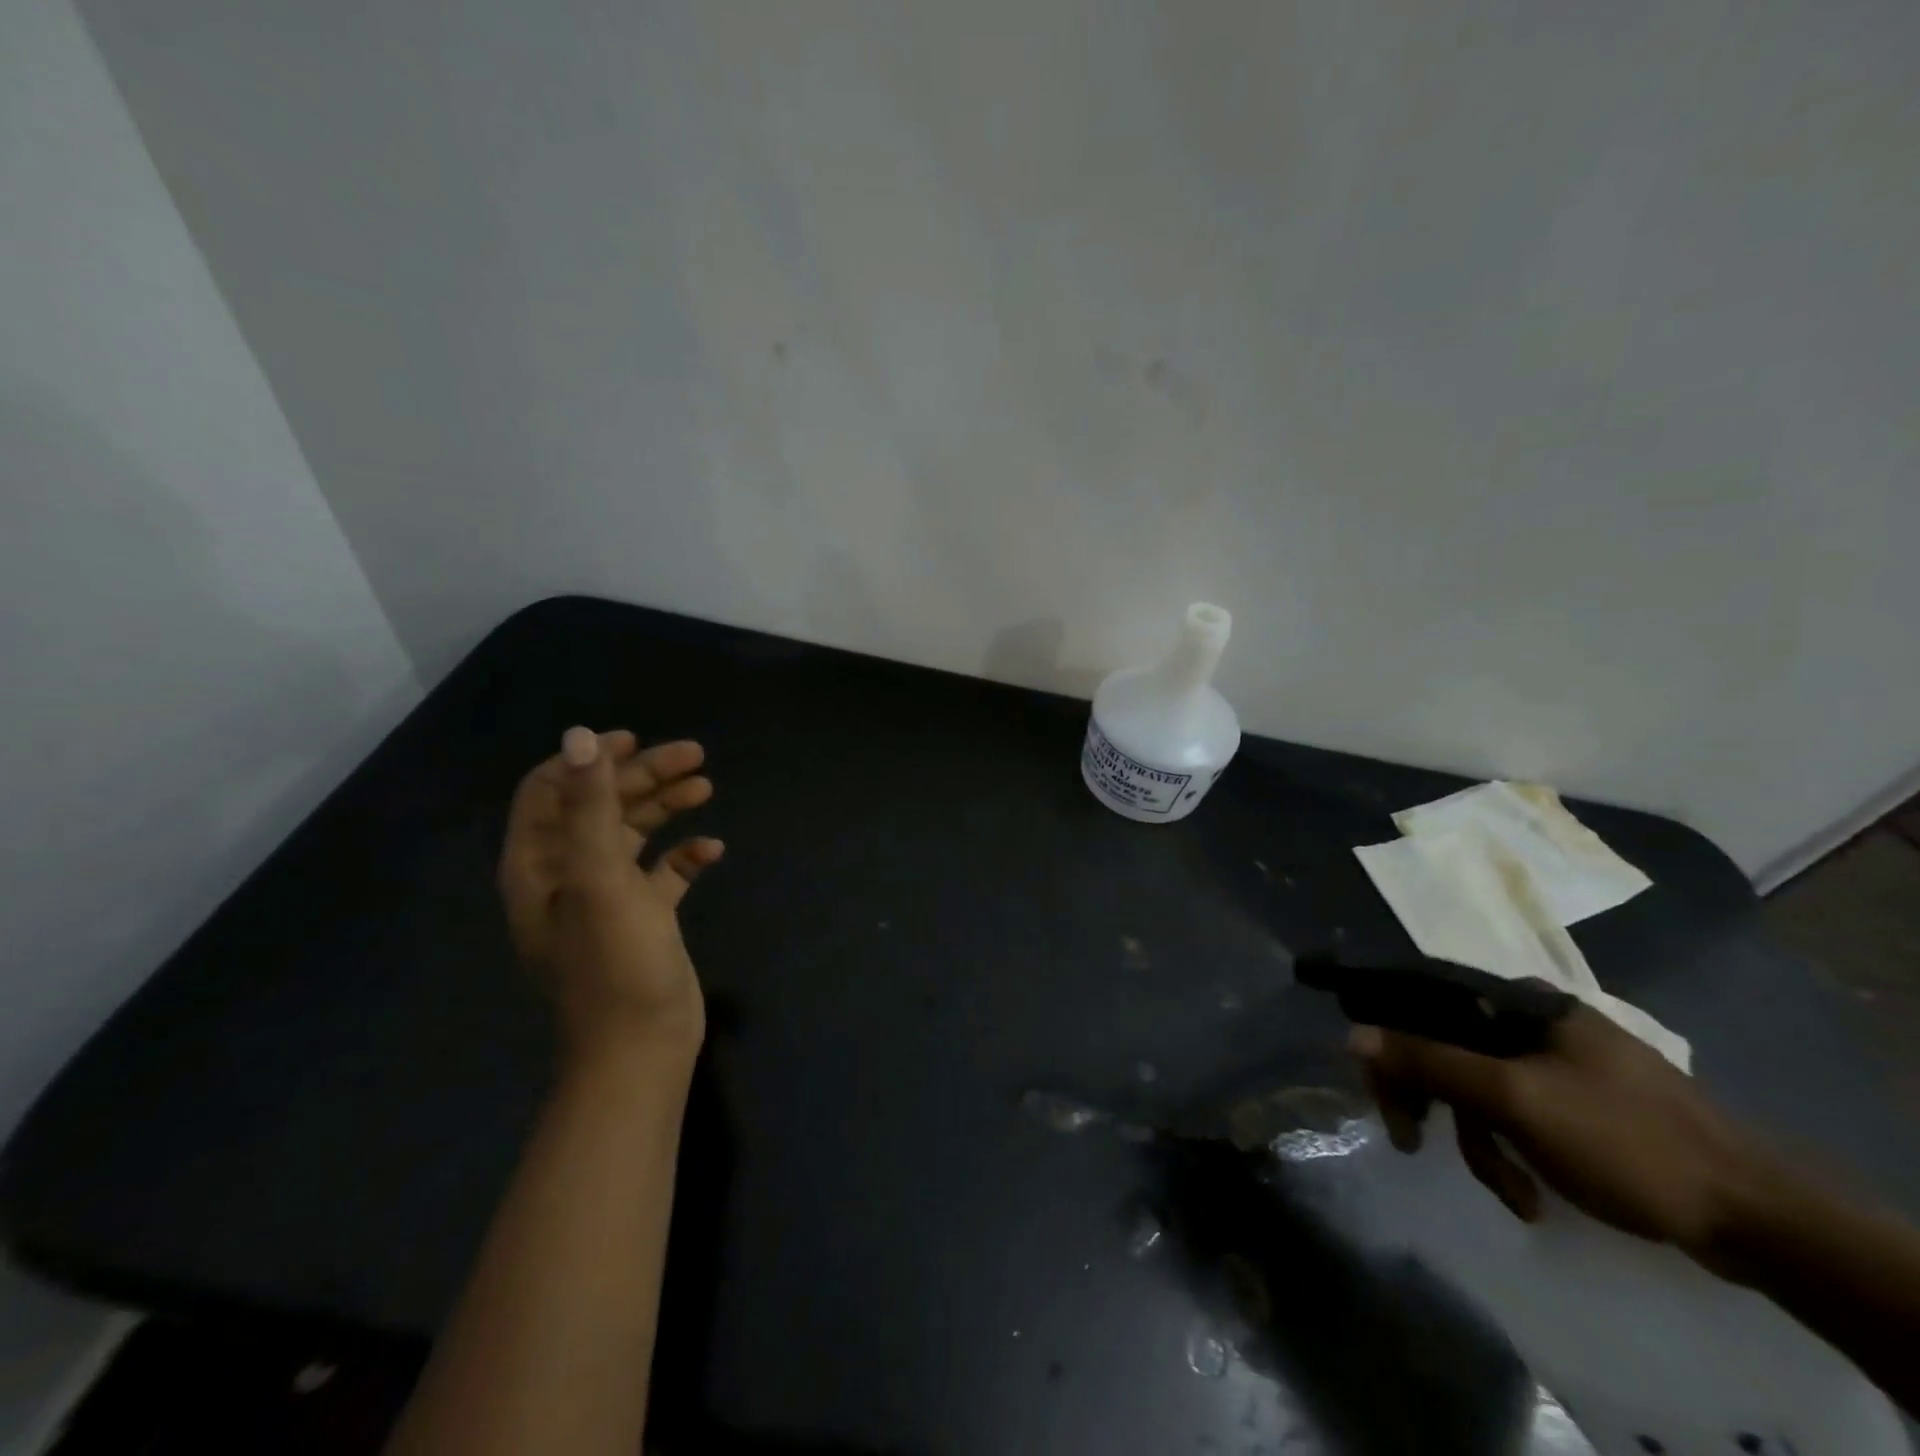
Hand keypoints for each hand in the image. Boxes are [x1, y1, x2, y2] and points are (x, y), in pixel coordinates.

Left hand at [499, 726, 723, 1060]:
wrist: (641, 1047)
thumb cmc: (613, 963)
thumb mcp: (599, 880)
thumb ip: (589, 806)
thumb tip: (580, 736)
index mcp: (541, 866)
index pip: (549, 792)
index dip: (588, 761)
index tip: (635, 740)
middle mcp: (568, 875)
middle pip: (602, 807)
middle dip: (644, 777)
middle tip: (695, 756)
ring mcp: (608, 897)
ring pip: (635, 834)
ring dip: (667, 806)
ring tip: (707, 786)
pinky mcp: (644, 917)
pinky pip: (664, 872)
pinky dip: (685, 855)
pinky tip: (713, 850)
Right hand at [1353, 1005, 1773, 1268]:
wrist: (1759, 1219)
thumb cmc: (1623, 1140)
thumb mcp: (1513, 1098)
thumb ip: (1430, 1060)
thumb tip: (1351, 1033)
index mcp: (1520, 1002)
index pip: (1424, 1000)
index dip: (1388, 1035)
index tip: (1374, 1082)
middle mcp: (1533, 1020)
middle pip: (1448, 1047)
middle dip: (1432, 1100)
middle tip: (1409, 1138)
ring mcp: (1560, 1063)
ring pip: (1480, 1088)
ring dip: (1479, 1141)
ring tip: (1508, 1190)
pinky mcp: (1580, 1104)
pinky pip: (1517, 1115)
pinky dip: (1512, 1153)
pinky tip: (1531, 1193)